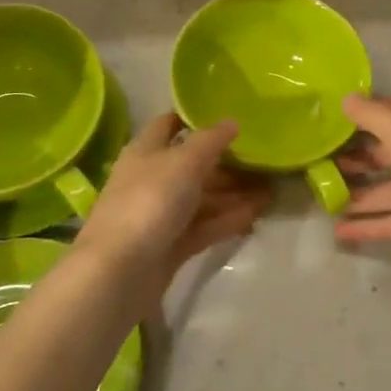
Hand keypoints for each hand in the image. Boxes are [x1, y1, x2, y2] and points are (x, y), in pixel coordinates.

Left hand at [75, 114, 271, 300]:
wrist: (119, 272)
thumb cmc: (149, 202)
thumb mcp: (184, 162)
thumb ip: (210, 141)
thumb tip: (231, 121)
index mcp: (145, 152)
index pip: (168, 125)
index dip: (194, 118)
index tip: (228, 118)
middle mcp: (151, 180)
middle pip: (191, 166)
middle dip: (226, 163)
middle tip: (263, 161)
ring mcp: (160, 216)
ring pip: (201, 199)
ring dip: (233, 194)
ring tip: (270, 191)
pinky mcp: (170, 246)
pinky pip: (204, 227)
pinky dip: (227, 220)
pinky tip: (255, 216)